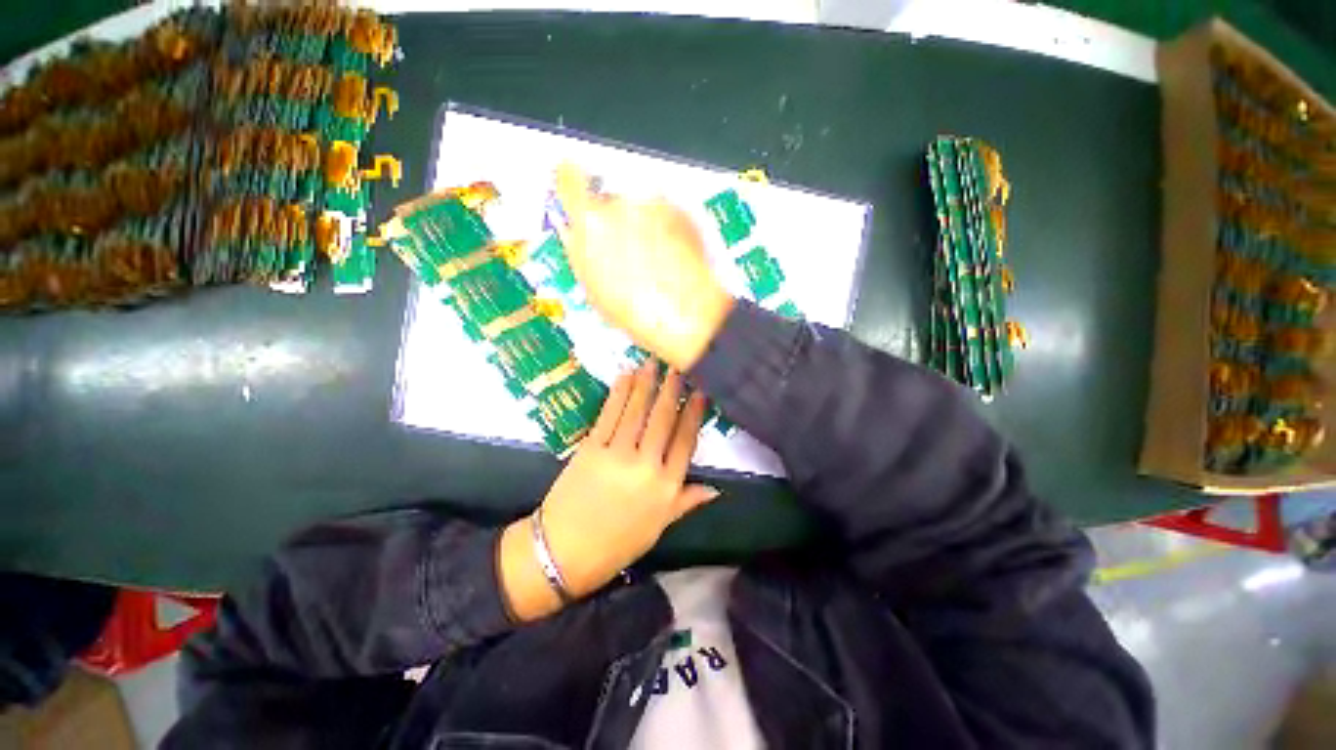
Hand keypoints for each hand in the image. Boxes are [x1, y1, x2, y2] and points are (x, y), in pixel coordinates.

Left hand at [499, 360, 717, 620]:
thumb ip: (685, 502)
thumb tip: (715, 489)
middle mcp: (646, 466)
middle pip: (663, 420)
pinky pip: (609, 415)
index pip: (685, 442)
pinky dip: (619, 393)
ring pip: (637, 412)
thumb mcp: (658, 527)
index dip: (693, 415)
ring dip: (646, 384)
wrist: (564, 553)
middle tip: (678, 367)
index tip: (700, 393)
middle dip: (672, 391)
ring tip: (654, 363)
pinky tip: (626, 376)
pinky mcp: (591, 448)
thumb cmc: (616, 544)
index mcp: (666, 488)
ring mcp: (617, 454)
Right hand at [553, 163, 734, 370]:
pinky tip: (671, 259)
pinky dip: (666, 230)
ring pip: (640, 208)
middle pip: (610, 199)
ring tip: (653, 262)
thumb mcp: (592, 288)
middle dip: (614, 219)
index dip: (571, 180)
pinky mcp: (681, 212)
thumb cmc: (636, 312)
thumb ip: (579, 250)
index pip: (569, 177)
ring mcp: (655, 205)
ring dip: (642, 225)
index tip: (574, 183)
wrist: (686, 314)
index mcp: (591, 222)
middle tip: (626, 252)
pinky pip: (665, 215)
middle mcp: (622, 203)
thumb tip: (575, 233)